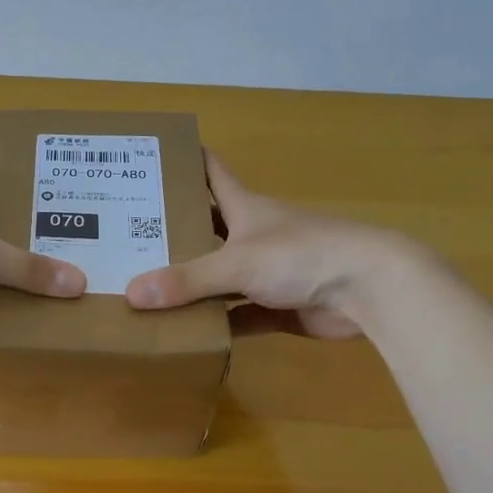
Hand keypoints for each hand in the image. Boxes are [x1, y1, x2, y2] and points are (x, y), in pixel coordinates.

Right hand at [124, 152, 395, 338]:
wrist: (367, 288)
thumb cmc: (302, 255)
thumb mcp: (237, 263)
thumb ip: (187, 280)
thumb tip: (132, 294)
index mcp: (243, 207)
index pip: (209, 172)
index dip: (183, 161)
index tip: (149, 158)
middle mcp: (252, 234)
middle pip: (205, 227)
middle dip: (171, 232)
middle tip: (125, 237)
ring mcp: (266, 272)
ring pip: (218, 277)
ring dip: (190, 284)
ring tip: (143, 290)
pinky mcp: (277, 306)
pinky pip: (237, 316)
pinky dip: (215, 324)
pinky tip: (184, 333)